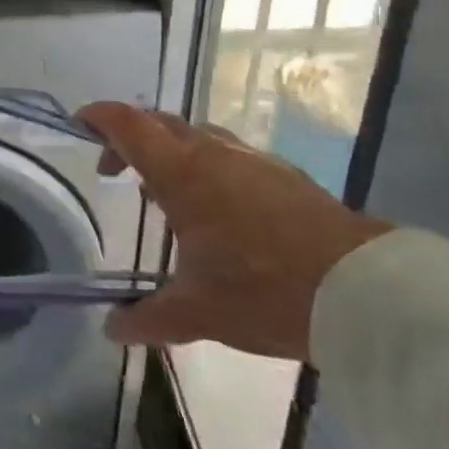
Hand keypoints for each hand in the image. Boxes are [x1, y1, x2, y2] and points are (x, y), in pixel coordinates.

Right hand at [78, 102, 390, 361]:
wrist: (369, 291)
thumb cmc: (267, 290)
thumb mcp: (200, 312)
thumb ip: (150, 318)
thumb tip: (111, 330)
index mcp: (182, 172)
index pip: (127, 124)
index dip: (98, 118)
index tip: (79, 127)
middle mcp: (213, 153)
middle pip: (159, 123)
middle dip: (130, 138)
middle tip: (116, 170)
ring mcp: (253, 160)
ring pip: (198, 136)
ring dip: (172, 152)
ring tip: (167, 192)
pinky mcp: (285, 176)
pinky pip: (230, 155)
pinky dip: (208, 166)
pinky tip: (220, 209)